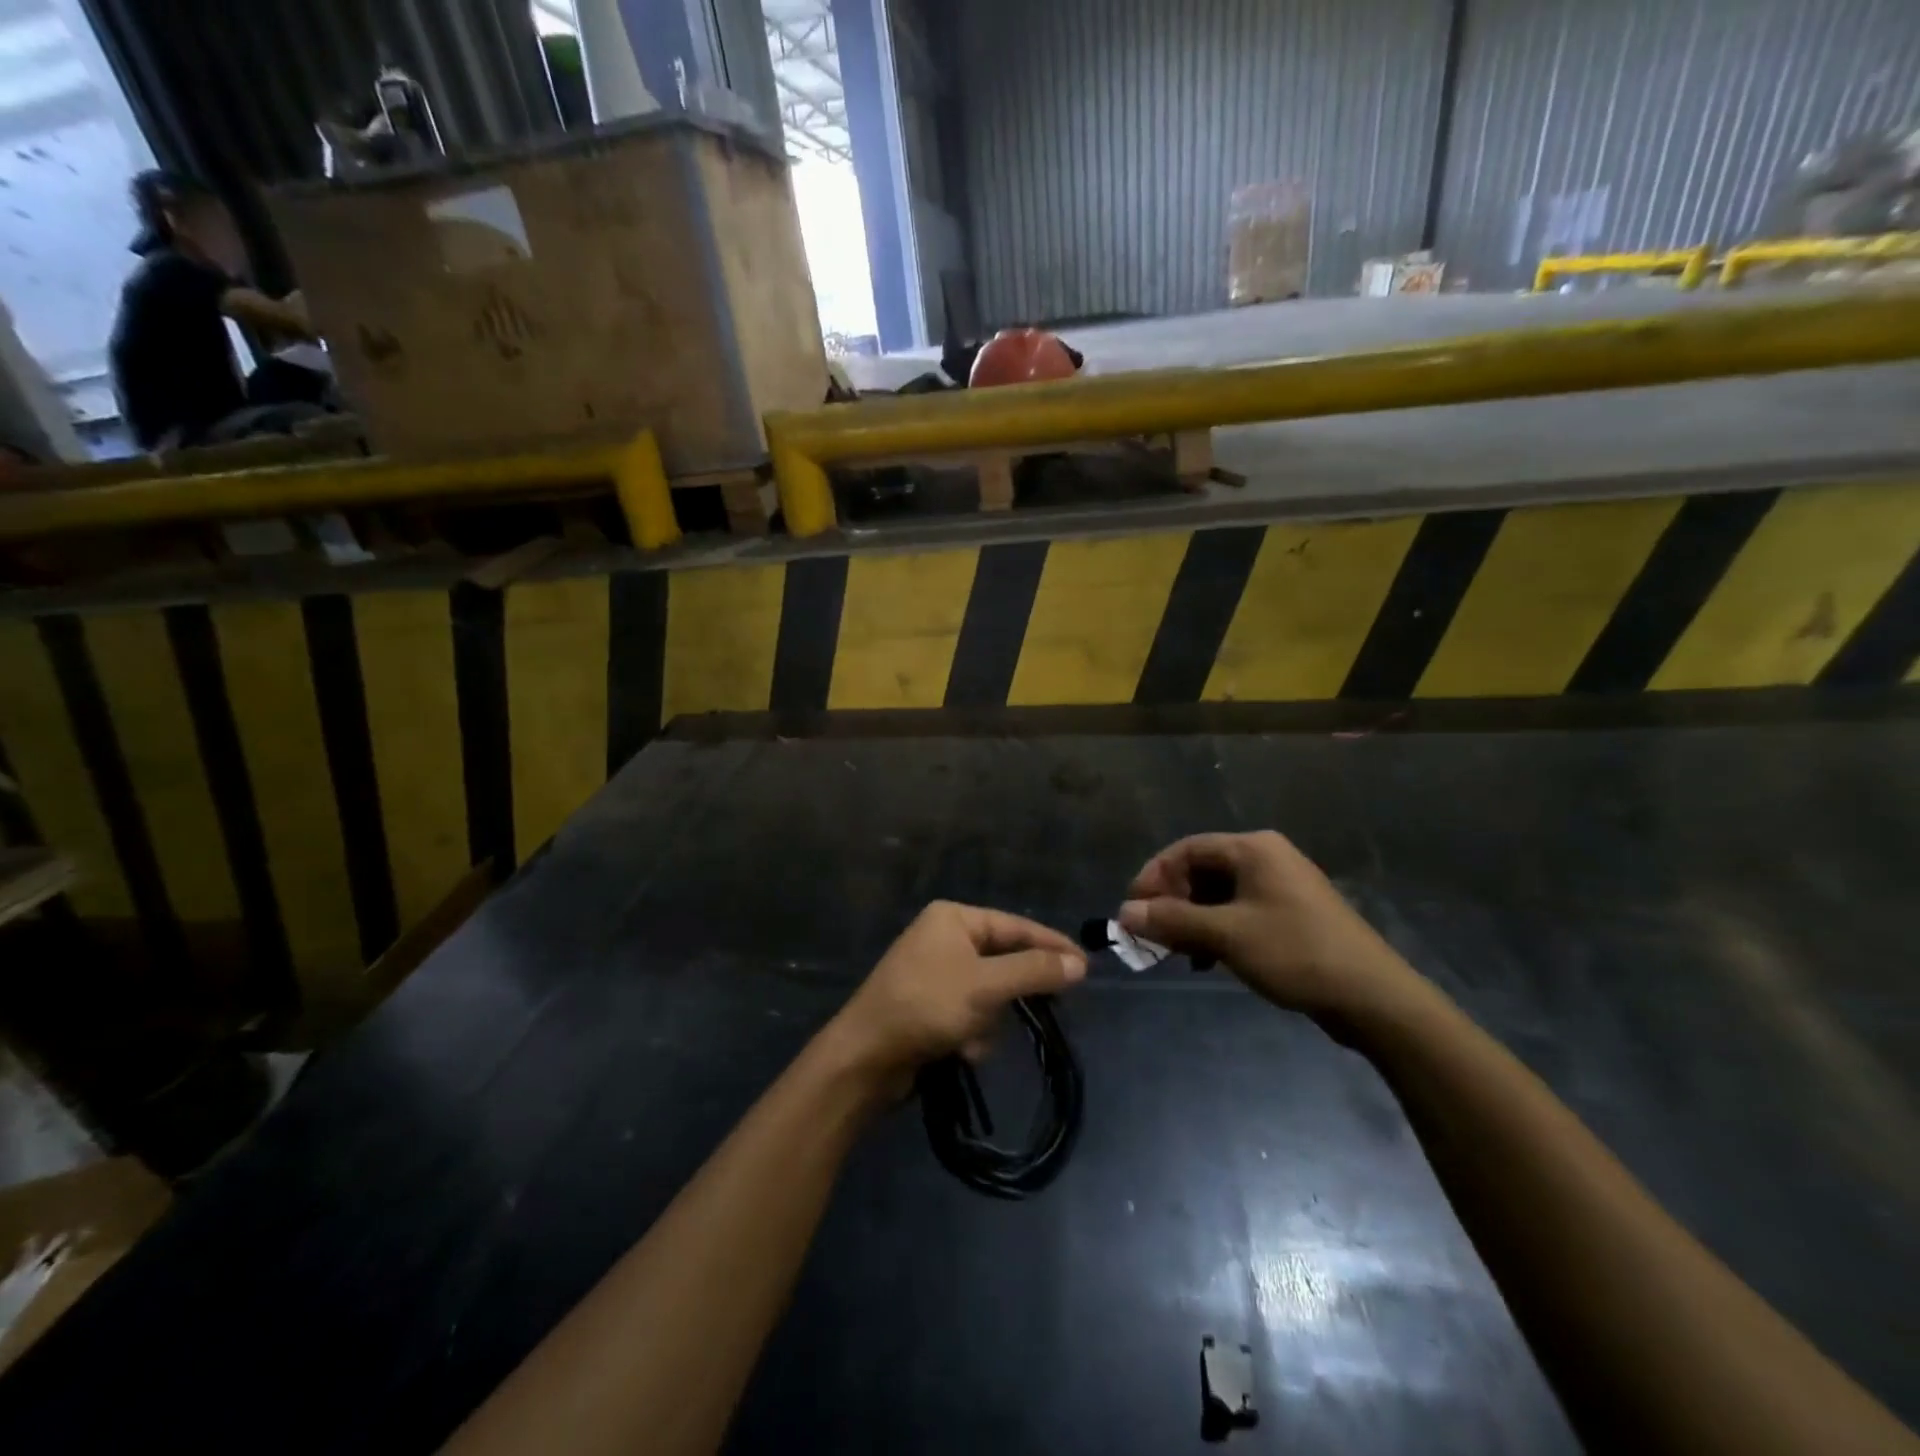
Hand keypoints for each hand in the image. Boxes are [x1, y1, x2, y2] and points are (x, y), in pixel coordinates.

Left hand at [829, 902, 1085, 1089]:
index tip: (1086, 966)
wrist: (865, 1058)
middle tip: (1050, 1010)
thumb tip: (1080, 963)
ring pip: (990, 993)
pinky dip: (972, 1034)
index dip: (1052, 945)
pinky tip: (961, 1052)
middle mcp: (944, 938)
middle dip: (1013, 994)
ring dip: (990, 1022)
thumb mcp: (986, 986)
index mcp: (953, 918)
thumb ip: (1035, 971)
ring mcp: (935, 973)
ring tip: (974, 1040)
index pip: (1016, 926)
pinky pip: (970, 1014)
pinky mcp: (930, 1006)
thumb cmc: (926, 1006)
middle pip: (1003, 960)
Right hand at [1121, 831, 1423, 1022]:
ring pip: (1218, 894)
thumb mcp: (1226, 935)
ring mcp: (1280, 887)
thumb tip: (1125, 913)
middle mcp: (1266, 858)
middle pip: (1201, 870)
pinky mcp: (1290, 914)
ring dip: (1191, 920)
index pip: (1187, 849)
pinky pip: (1238, 912)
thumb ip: (1173, 920)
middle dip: (1171, 902)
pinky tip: (1206, 960)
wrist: (1373, 997)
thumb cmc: (1295, 953)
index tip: (1133, 909)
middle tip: (1150, 934)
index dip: (1154, 876)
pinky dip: (1215, 930)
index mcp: (1253, 849)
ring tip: (1175, 952)